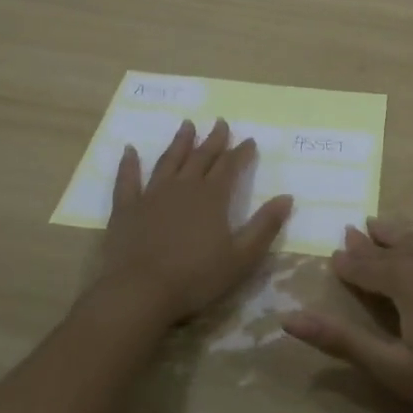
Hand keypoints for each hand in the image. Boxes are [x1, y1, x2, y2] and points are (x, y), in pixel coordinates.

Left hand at [96, 118, 292, 323]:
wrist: (140, 291)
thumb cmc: (196, 277)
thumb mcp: (242, 257)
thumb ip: (265, 226)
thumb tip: (287, 197)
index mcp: (212, 197)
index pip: (230, 166)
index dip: (241, 152)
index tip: (249, 140)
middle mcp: (183, 187)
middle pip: (201, 157)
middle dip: (213, 139)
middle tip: (220, 122)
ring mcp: (151, 195)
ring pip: (169, 161)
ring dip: (179, 142)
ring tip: (187, 124)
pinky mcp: (126, 208)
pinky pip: (128, 179)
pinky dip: (129, 163)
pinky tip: (130, 150)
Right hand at [282, 186, 412, 412]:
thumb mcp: (395, 368)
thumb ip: (343, 341)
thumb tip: (289, 318)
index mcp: (401, 282)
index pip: (362, 268)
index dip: (345, 266)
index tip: (331, 261)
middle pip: (388, 249)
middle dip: (366, 245)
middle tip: (349, 235)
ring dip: (394, 232)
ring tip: (376, 223)